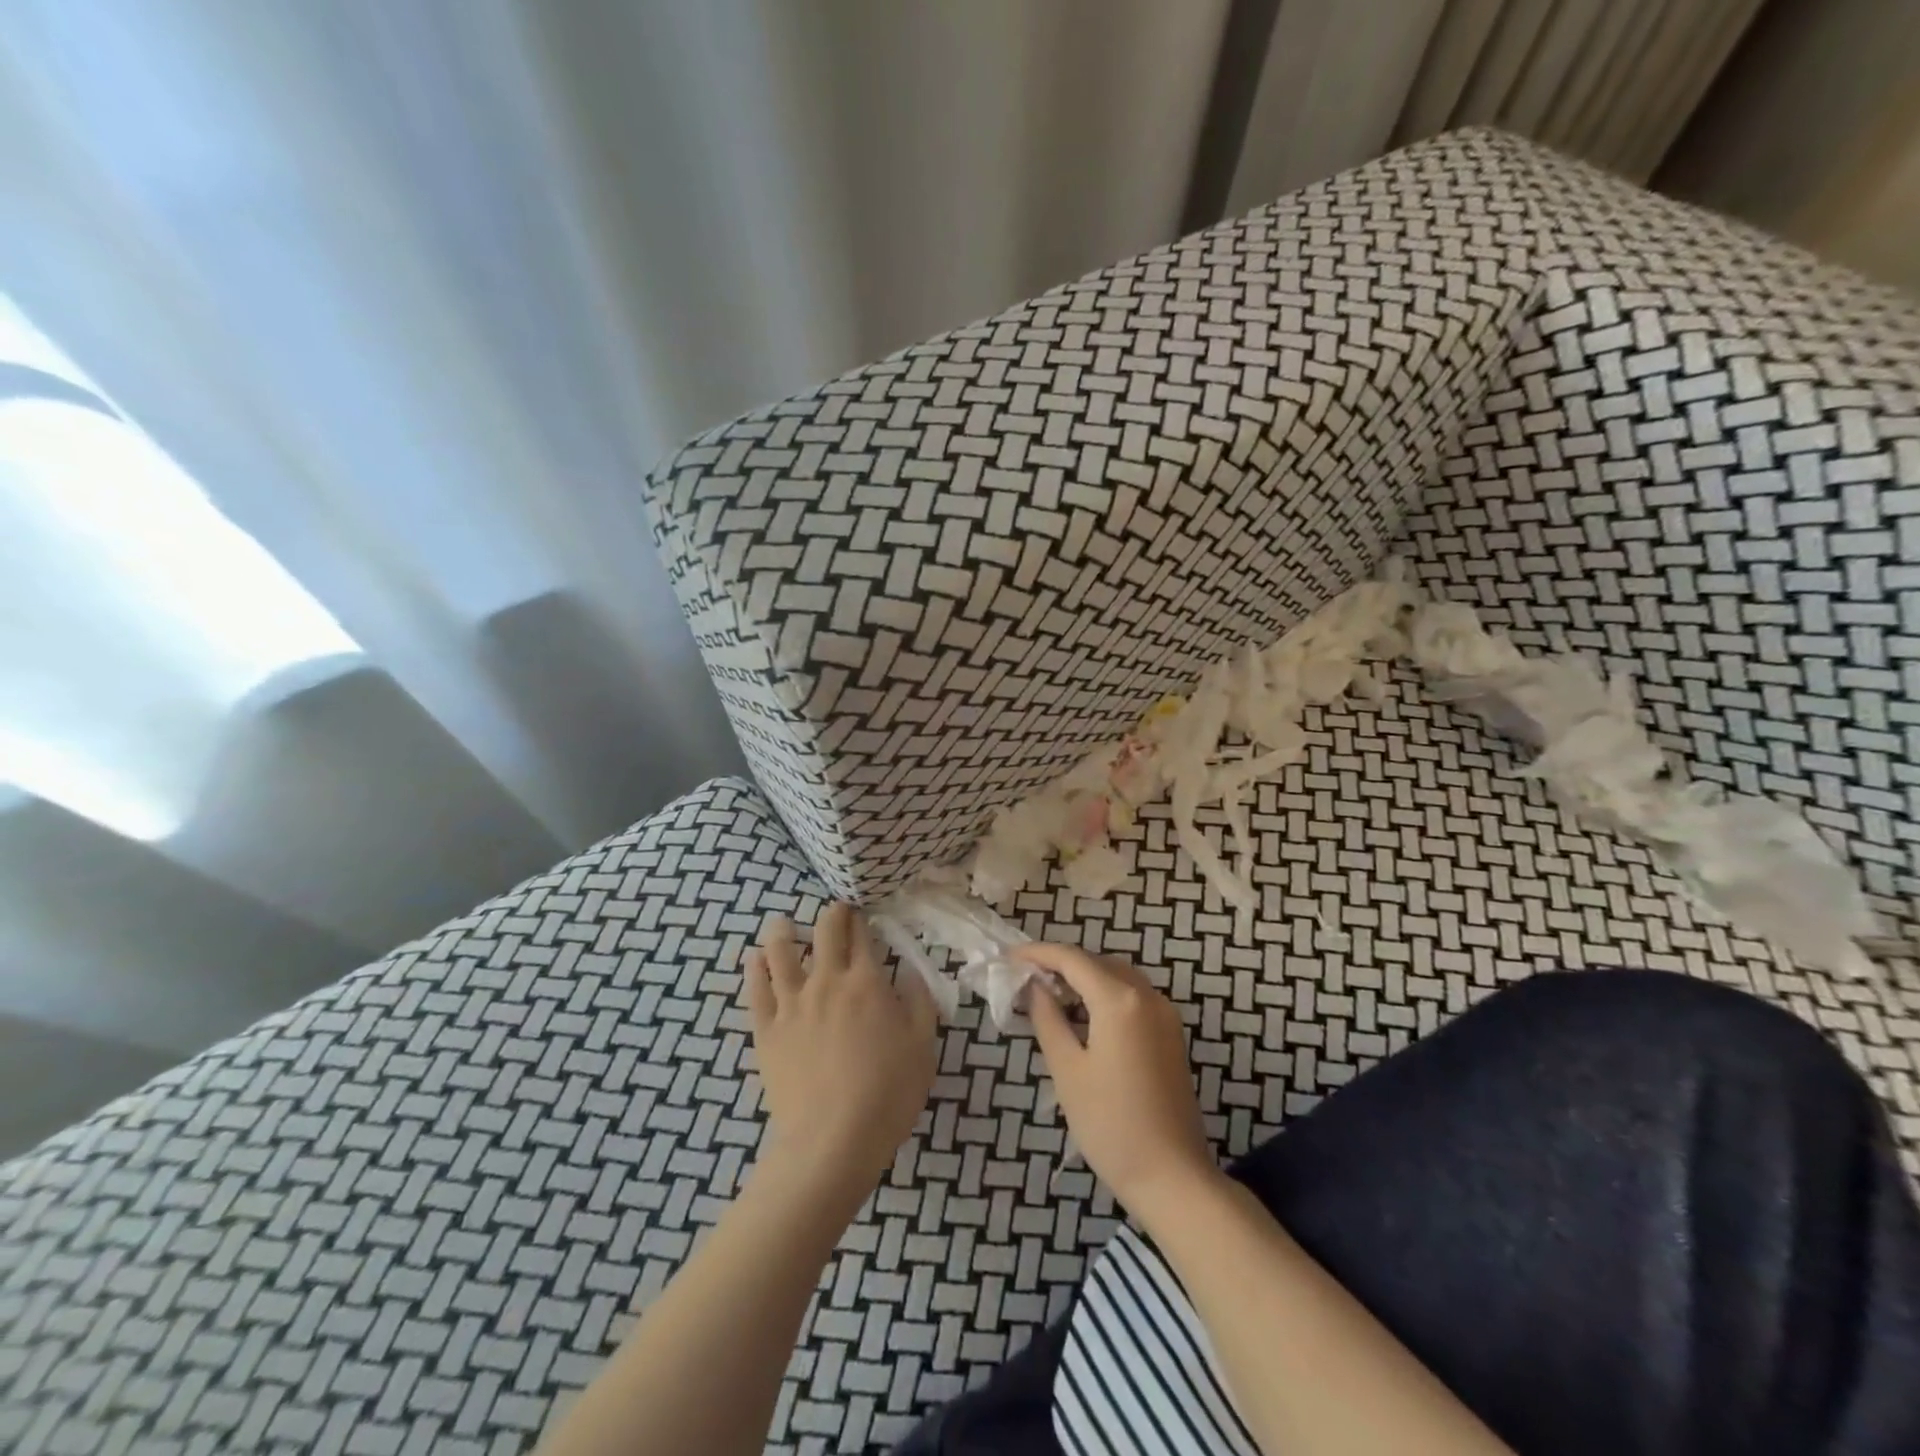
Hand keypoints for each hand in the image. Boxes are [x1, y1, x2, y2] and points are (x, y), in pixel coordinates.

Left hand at [744, 903, 938, 1200]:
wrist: (832, 1141)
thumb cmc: (887, 1094)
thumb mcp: (922, 1047)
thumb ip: (919, 1002)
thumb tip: (912, 972)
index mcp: (866, 983)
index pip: (862, 935)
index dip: (862, 918)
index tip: (862, 912)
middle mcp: (826, 981)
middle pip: (824, 932)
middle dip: (831, 914)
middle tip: (834, 912)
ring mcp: (791, 1004)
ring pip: (781, 953)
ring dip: (783, 932)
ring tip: (782, 924)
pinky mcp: (766, 1031)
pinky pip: (756, 990)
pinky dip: (755, 969)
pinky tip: (754, 959)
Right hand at [1019, 942, 1219, 1219]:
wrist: (1172, 1177)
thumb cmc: (1110, 1123)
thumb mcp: (1067, 1069)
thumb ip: (1047, 1018)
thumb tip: (1035, 987)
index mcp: (1119, 999)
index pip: (1072, 958)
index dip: (1038, 953)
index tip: (1009, 956)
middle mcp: (1147, 995)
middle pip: (1097, 962)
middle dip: (1061, 964)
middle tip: (1026, 978)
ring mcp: (1165, 1015)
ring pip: (1117, 977)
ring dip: (1084, 978)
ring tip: (1050, 995)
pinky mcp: (1171, 1035)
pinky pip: (1133, 997)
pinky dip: (1105, 995)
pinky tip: (1083, 1017)